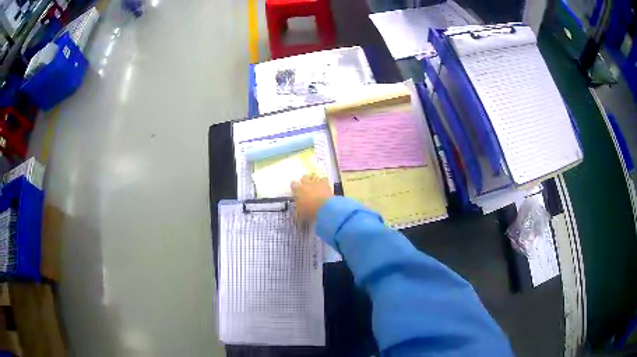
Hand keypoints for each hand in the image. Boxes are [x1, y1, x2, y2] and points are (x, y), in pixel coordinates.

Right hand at [291, 174, 332, 221]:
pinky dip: (323, 181)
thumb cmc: (310, 211)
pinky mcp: (326, 184)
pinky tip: (324, 185)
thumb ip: (298, 210)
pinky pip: (324, 179)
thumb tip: (298, 211)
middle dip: (305, 180)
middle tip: (306, 186)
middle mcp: (306, 183)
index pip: (293, 184)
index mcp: (297, 190)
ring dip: (314, 179)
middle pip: (304, 177)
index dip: (295, 187)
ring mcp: (316, 182)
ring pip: (314, 176)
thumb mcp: (301, 213)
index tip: (296, 191)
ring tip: (315, 184)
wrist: (325, 208)